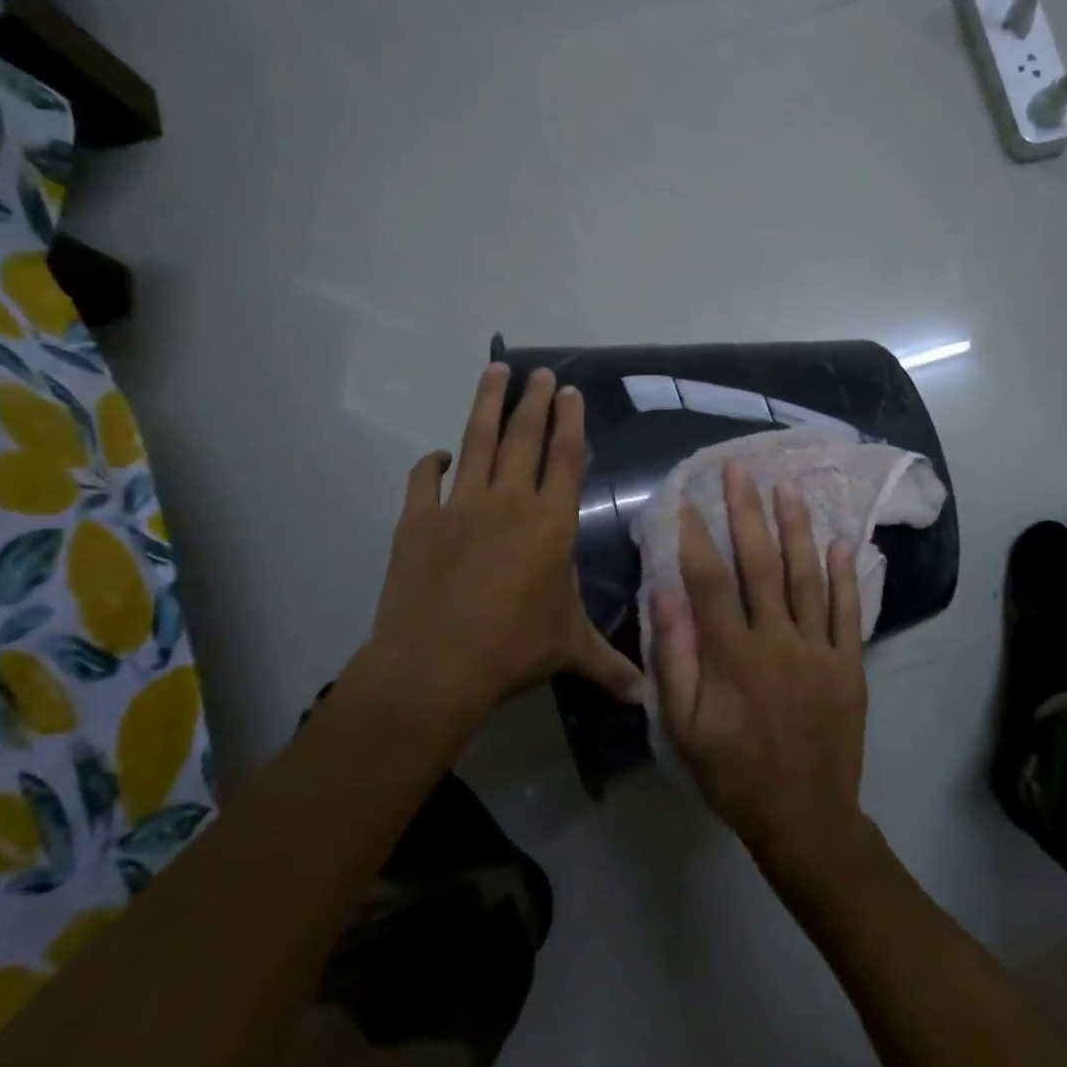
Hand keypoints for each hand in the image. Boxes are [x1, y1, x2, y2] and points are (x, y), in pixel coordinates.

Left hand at [350, 364, 641, 723]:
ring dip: (486, 404)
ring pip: (476, 441)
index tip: (569, 392)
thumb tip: (649, 696)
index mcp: (550, 524)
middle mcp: (509, 502)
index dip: (570, 422)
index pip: (566, 458)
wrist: (435, 664)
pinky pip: (423, 480)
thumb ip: (609, 665)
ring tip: (493, 370)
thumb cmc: (513, 649)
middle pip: (524, 438)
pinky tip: (438, 455)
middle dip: (533, 400)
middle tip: (537, 371)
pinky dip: (430, 464)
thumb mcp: (568, 650)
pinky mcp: (417, 520)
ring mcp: (459, 506)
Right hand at [653, 462, 873, 889]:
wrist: (804, 817)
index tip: (686, 500)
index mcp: (734, 656)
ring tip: (787, 488)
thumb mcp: (686, 727)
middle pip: (761, 565)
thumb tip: (665, 596)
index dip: (696, 538)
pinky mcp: (849, 664)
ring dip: (796, 529)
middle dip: (747, 512)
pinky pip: (848, 612)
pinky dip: (844, 576)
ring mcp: (819, 650)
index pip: (711, 582)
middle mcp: (778, 641)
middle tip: (740, 470)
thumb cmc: (734, 773)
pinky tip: (841, 542)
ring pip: (807, 577)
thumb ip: (675, 660)